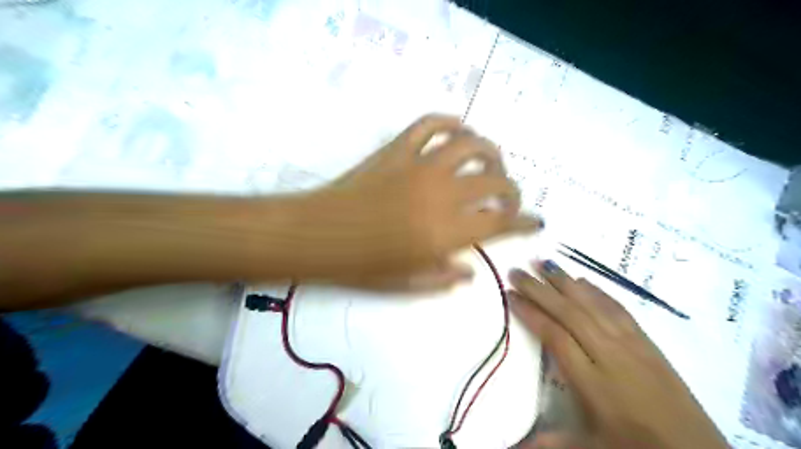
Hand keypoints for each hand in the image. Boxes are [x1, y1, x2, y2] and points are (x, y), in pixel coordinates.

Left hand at [303, 116, 541, 289]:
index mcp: (446, 232)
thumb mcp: (406, 284)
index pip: (501, 223)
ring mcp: (419, 166)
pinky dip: (449, 123)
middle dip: (512, 190)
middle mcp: (441, 194)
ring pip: (471, 145)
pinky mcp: (398, 149)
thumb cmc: (360, 266)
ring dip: (490, 152)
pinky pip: (430, 124)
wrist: (317, 234)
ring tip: (490, 162)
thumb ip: (444, 278)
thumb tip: (470, 271)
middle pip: (495, 182)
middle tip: (507, 197)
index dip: (524, 222)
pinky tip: (456, 131)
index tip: (534, 221)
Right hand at [509, 260, 730, 448]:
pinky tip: (583, 281)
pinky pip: (619, 309)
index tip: (511, 295)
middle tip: (517, 270)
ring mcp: (632, 345)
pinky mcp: (648, 342)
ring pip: (593, 305)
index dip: (531, 313)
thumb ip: (547, 440)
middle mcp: (610, 355)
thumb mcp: (588, 447)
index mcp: (592, 382)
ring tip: (544, 263)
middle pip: (569, 313)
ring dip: (566, 282)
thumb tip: (508, 446)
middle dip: (540, 289)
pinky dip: (598, 292)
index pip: (555, 336)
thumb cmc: (635, 447)